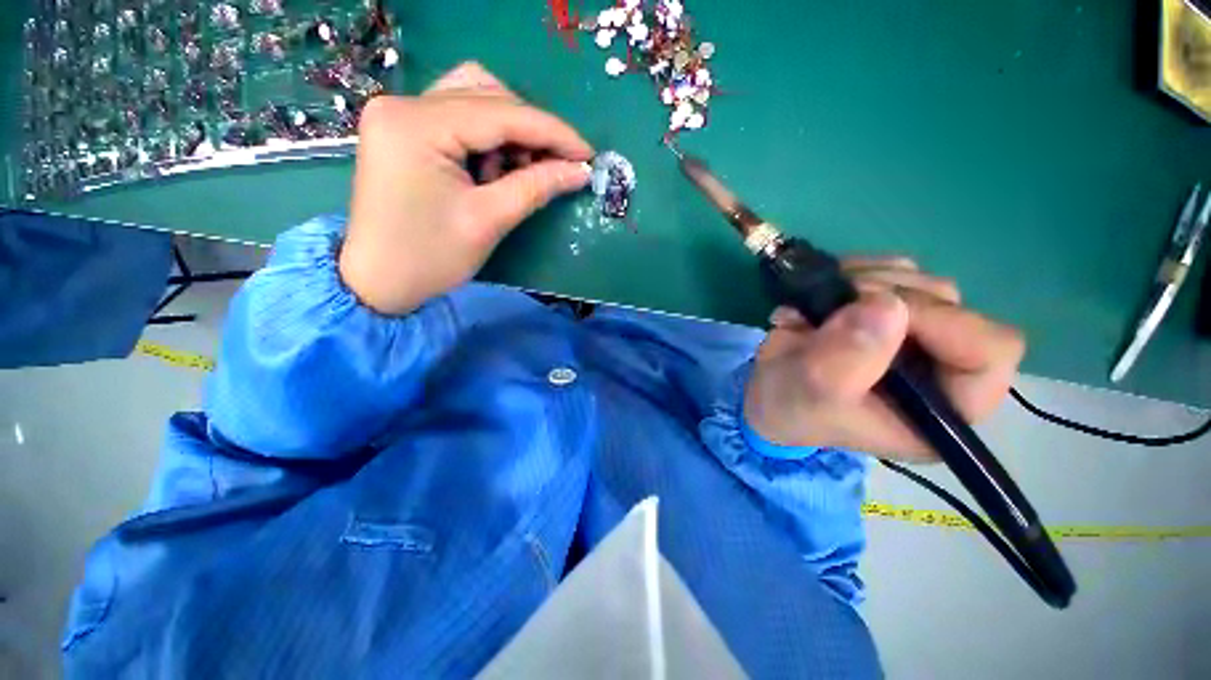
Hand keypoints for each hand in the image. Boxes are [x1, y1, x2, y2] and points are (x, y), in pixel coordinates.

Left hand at [339, 62, 593, 314]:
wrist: (378, 282)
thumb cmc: (430, 258)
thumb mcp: (488, 221)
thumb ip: (536, 187)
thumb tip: (580, 171)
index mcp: (417, 125)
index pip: (502, 113)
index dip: (553, 132)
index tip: (588, 154)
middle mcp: (404, 104)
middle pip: (487, 94)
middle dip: (531, 131)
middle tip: (557, 167)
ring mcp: (400, 114)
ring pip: (474, 98)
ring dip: (510, 131)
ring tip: (521, 172)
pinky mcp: (404, 130)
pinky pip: (458, 117)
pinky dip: (488, 138)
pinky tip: (494, 169)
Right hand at [743, 257, 1025, 461]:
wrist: (767, 390)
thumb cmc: (792, 407)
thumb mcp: (813, 393)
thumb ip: (847, 360)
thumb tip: (886, 305)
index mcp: (944, 408)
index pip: (990, 352)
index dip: (940, 323)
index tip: (873, 311)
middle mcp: (943, 367)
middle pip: (952, 307)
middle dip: (887, 297)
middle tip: (834, 305)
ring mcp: (918, 333)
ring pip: (922, 282)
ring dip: (866, 281)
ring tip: (819, 303)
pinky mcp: (891, 309)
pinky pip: (892, 269)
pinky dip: (856, 271)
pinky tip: (825, 292)